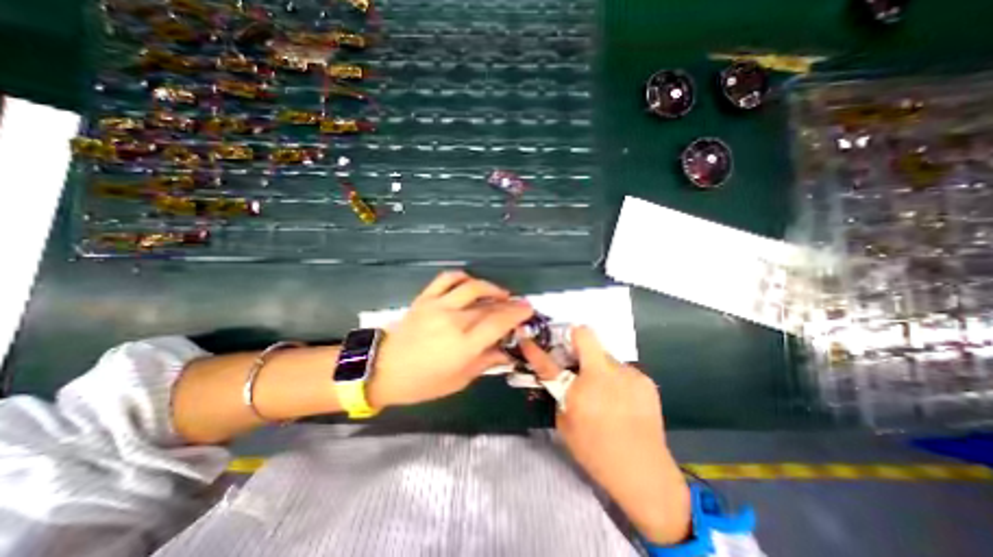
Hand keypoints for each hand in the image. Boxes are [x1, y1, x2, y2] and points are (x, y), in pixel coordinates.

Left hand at [368, 270, 531, 409]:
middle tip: (518, 304)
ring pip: (472, 286)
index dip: (517, 314)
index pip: (498, 323)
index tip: (528, 309)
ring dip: (490, 287)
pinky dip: (462, 277)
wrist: (382, 369)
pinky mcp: (425, 298)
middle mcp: (453, 321)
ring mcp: (438, 306)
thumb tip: (507, 352)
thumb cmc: (422, 382)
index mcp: (463, 345)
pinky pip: (446, 278)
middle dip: (509, 303)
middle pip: (489, 305)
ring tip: (499, 293)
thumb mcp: (458, 380)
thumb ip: (485, 362)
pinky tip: (470, 283)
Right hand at [521, 328, 692, 545]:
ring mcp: (628, 374)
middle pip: (586, 336)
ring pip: (605, 356)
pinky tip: (621, 400)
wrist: (645, 473)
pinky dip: (615, 378)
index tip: (526, 338)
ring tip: (604, 391)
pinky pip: (621, 369)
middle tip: (575, 360)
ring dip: (598, 366)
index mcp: (580, 391)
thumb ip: (561, 395)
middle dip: (576, 343)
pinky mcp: (644, 379)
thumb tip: (562, 378)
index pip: (548, 363)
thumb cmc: (597, 453)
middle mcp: (605, 375)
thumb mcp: (566, 425)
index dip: (534, 349)